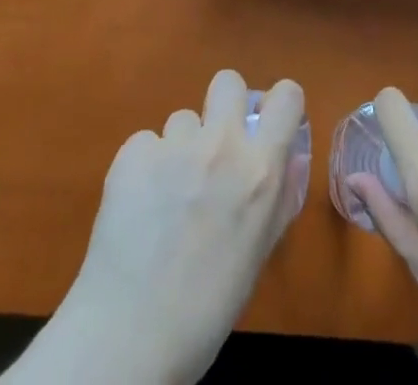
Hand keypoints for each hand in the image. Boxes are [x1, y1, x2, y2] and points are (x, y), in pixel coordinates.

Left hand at [3, 70, 306, 384]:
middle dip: (223, 106)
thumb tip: (285, 160)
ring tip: (168, 196)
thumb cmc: (208, 308)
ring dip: (180, 147)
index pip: (287, 95)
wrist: (130, 335)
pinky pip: (146, 142)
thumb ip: (275, 197)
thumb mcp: (257, 252)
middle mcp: (222, 144)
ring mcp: (175, 143)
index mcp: (261, 169)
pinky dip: (145, 167)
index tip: (269, 123)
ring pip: (183, 119)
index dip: (279, 105)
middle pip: (227, 81)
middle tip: (214, 147)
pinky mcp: (134, 150)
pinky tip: (138, 205)